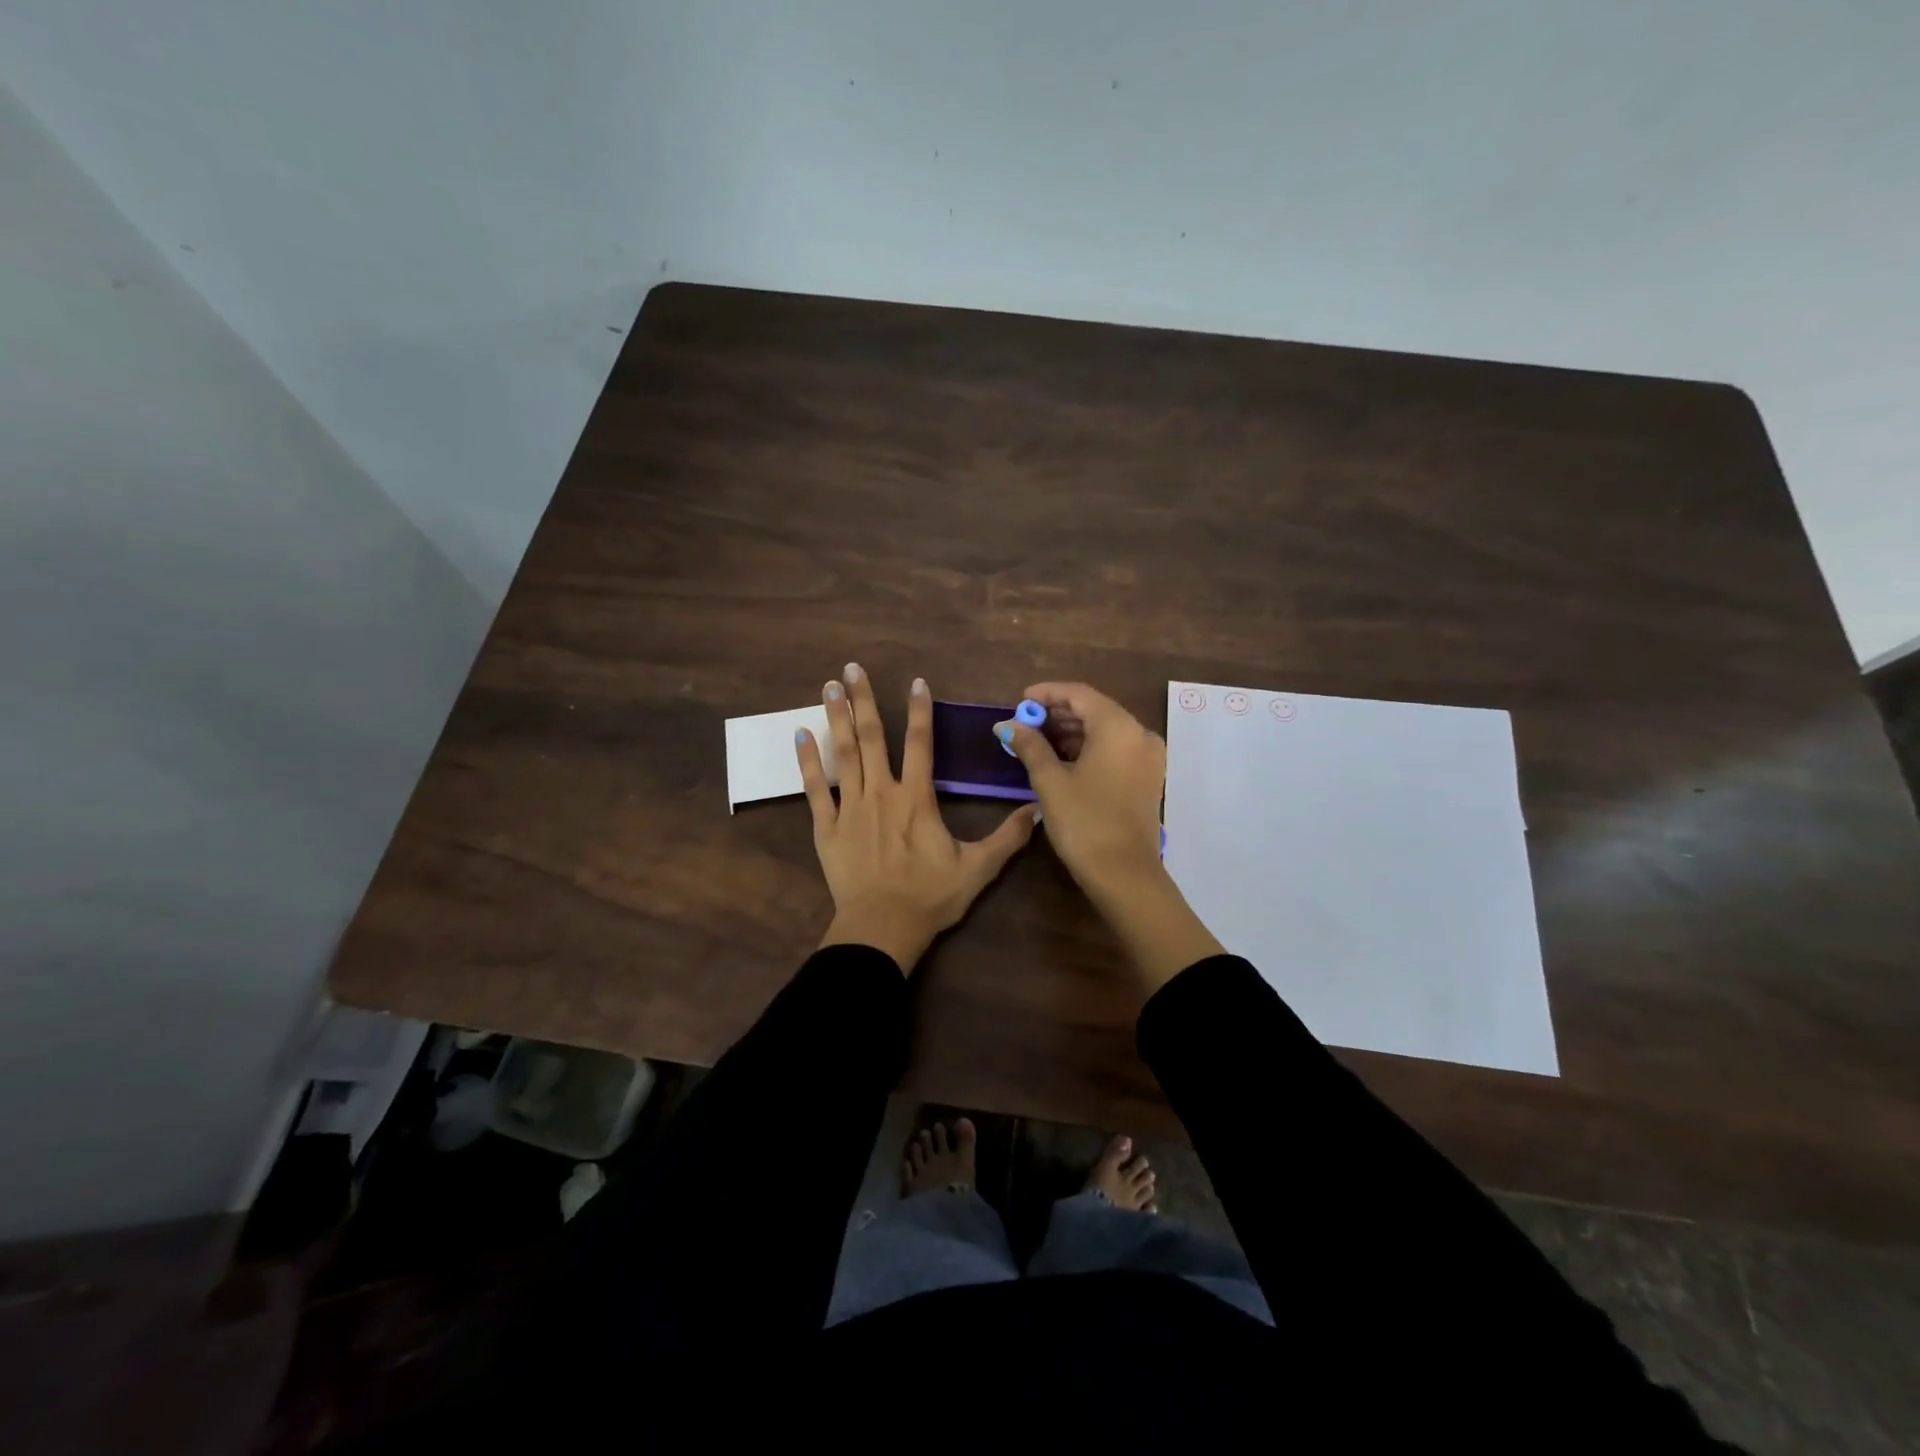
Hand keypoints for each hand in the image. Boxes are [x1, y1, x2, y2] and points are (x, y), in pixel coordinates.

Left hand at [797, 664, 1038, 972]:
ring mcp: (850, 808)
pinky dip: (807, 761)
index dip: (920, 711)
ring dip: (837, 718)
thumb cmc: (930, 897)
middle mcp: (881, 793)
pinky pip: (814, 789)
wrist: (882, 929)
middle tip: (850, 668)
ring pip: (843, 754)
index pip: (921, 744)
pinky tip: (800, 735)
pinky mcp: (826, 827)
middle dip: (863, 700)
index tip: (915, 681)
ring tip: (828, 687)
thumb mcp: (978, 869)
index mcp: (917, 799)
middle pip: (872, 738)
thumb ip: (1008, 838)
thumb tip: (1038, 810)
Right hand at [998, 682, 1221, 989]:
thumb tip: (1007, 725)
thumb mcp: (1050, 781)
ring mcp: (1148, 757)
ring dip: (1071, 731)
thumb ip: (1030, 746)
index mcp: (1119, 728)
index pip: (1080, 695)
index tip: (1020, 700)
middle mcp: (1139, 734)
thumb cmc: (1084, 822)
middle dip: (1058, 713)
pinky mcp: (1147, 777)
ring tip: (1036, 740)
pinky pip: (1115, 749)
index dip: (1048, 693)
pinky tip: (1061, 758)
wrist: (1124, 874)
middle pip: (1095, 710)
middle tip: (1024, 723)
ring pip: (1105, 730)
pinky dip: (1088, 748)